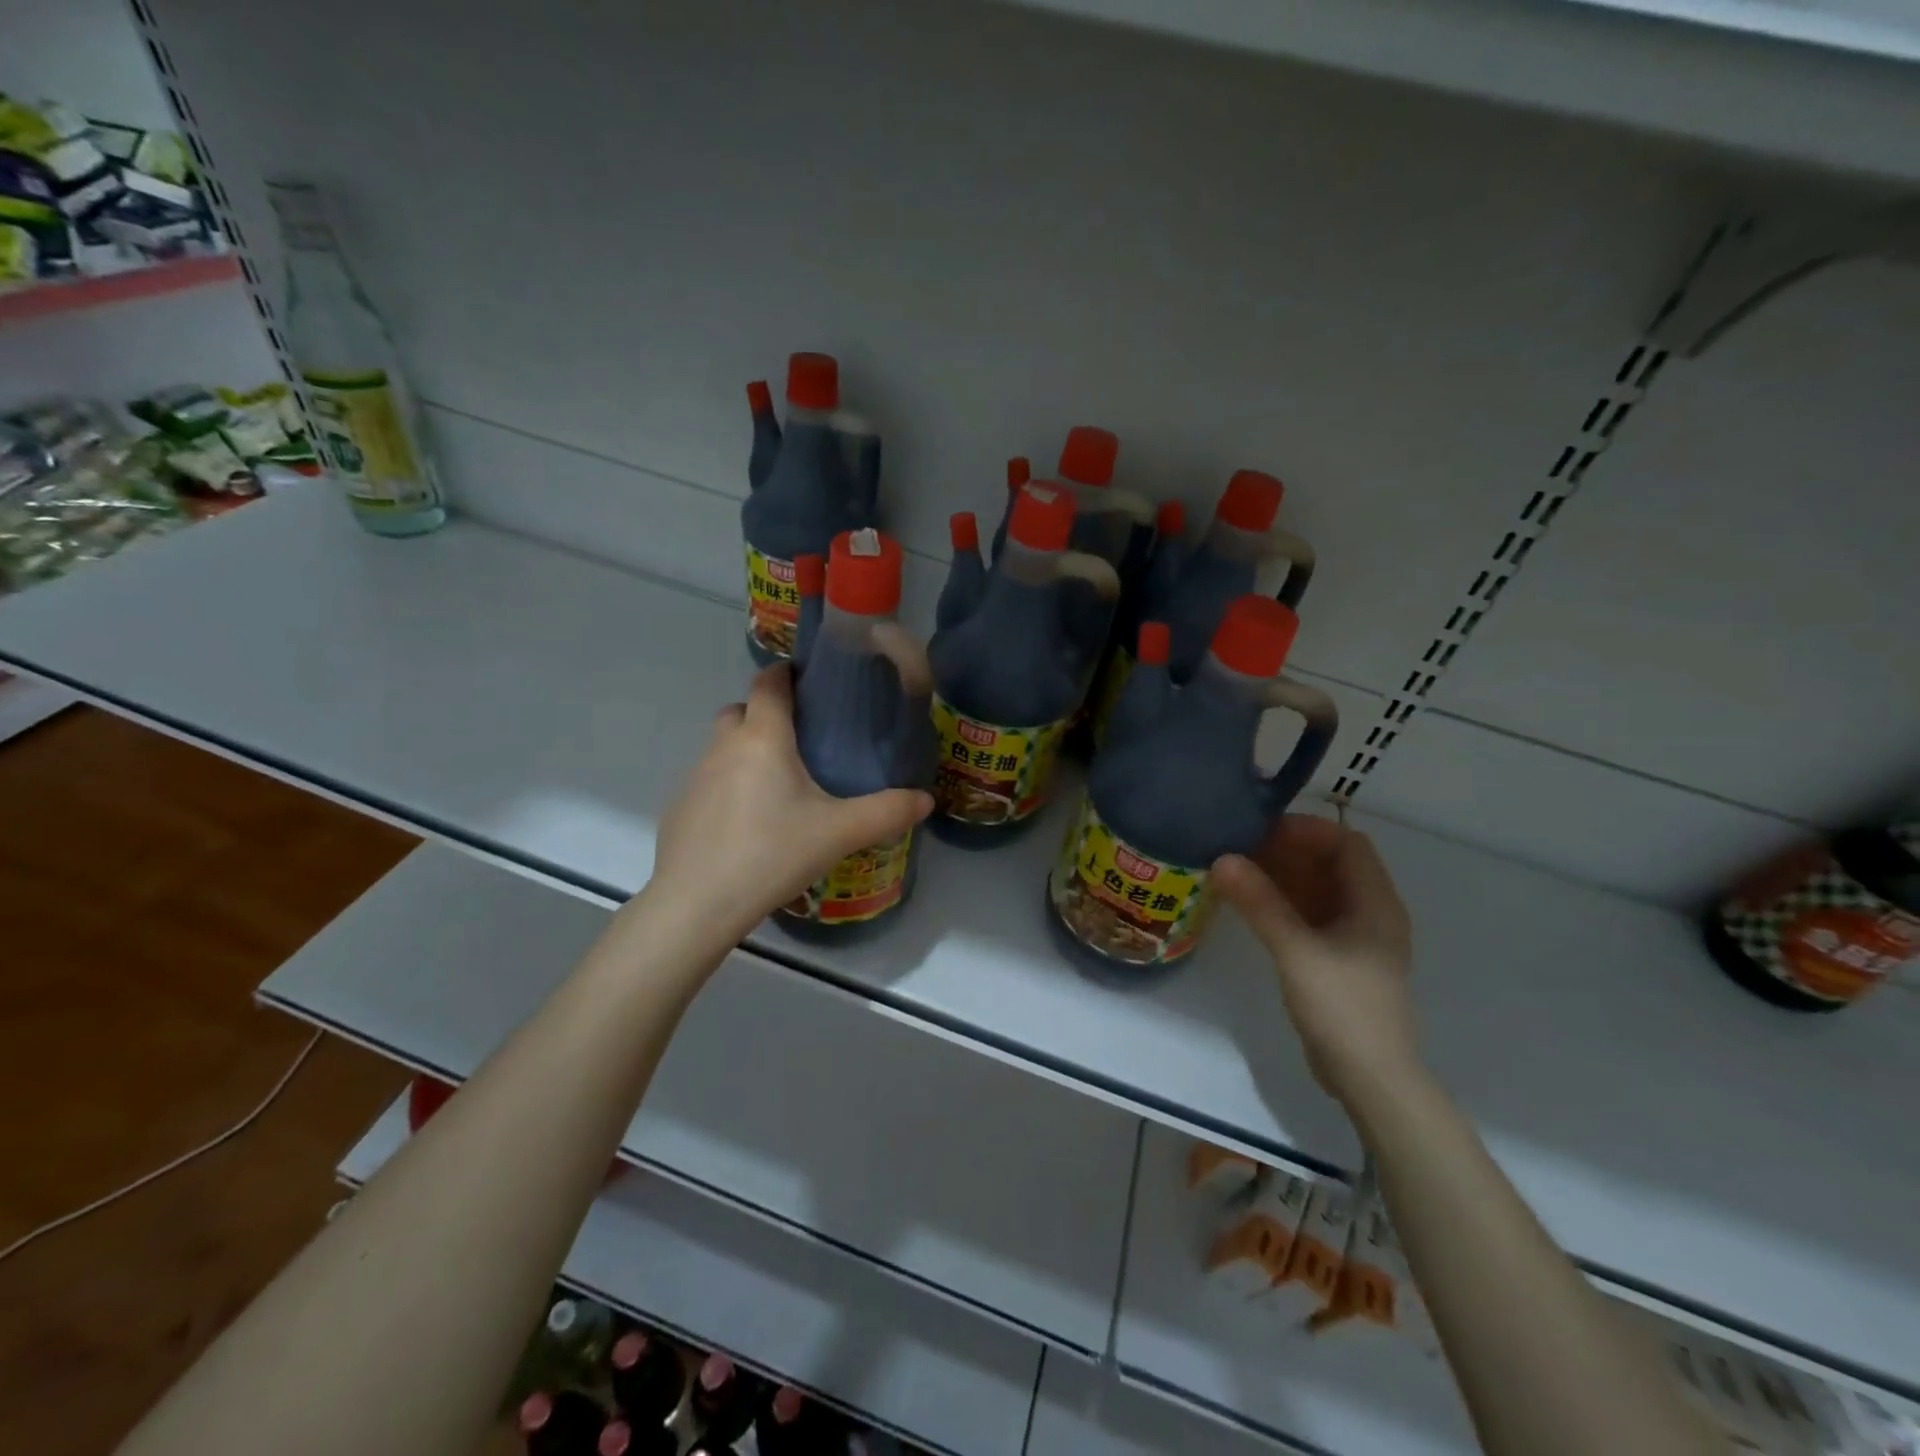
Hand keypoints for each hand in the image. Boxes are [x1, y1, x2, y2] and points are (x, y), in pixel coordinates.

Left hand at [647, 665, 932, 944]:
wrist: (697, 904)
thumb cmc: (772, 854)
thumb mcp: (839, 834)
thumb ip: (886, 812)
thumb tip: (925, 799)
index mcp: (762, 738)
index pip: (768, 682)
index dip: (786, 673)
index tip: (810, 682)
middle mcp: (723, 747)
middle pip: (741, 710)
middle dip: (766, 713)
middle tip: (801, 739)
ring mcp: (695, 777)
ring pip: (722, 747)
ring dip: (746, 751)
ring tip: (779, 784)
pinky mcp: (679, 808)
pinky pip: (709, 781)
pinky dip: (728, 786)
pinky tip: (749, 823)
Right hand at [1213, 815, 1420, 1109]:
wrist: (1370, 1079)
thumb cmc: (1342, 1008)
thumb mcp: (1296, 950)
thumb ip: (1260, 903)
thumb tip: (1222, 859)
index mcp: (1375, 903)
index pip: (1346, 843)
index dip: (1306, 830)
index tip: (1260, 830)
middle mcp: (1370, 912)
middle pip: (1330, 864)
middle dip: (1287, 851)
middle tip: (1238, 847)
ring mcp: (1354, 938)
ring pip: (1317, 890)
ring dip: (1281, 876)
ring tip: (1235, 870)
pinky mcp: (1337, 959)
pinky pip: (1309, 915)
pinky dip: (1282, 903)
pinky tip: (1248, 904)